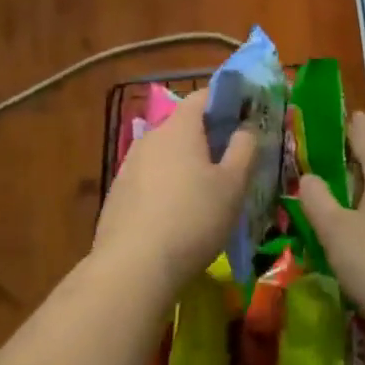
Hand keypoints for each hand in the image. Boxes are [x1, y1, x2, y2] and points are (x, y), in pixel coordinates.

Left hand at [93, 87, 255, 293]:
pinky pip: (149, 178)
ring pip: (165, 154)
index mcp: (179, 128)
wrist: (133, 267)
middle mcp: (150, 138)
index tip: (245, 115)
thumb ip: (244, 149)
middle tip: (232, 160)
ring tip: (206, 192)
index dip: (226, 100)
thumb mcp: (232, 185)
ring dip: (185, 164)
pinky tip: (177, 214)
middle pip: (183, 126)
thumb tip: (246, 127)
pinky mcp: (117, 193)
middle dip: (207, 137)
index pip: (203, 96)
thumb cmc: (193, 219)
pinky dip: (166, 186)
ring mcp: (128, 165)